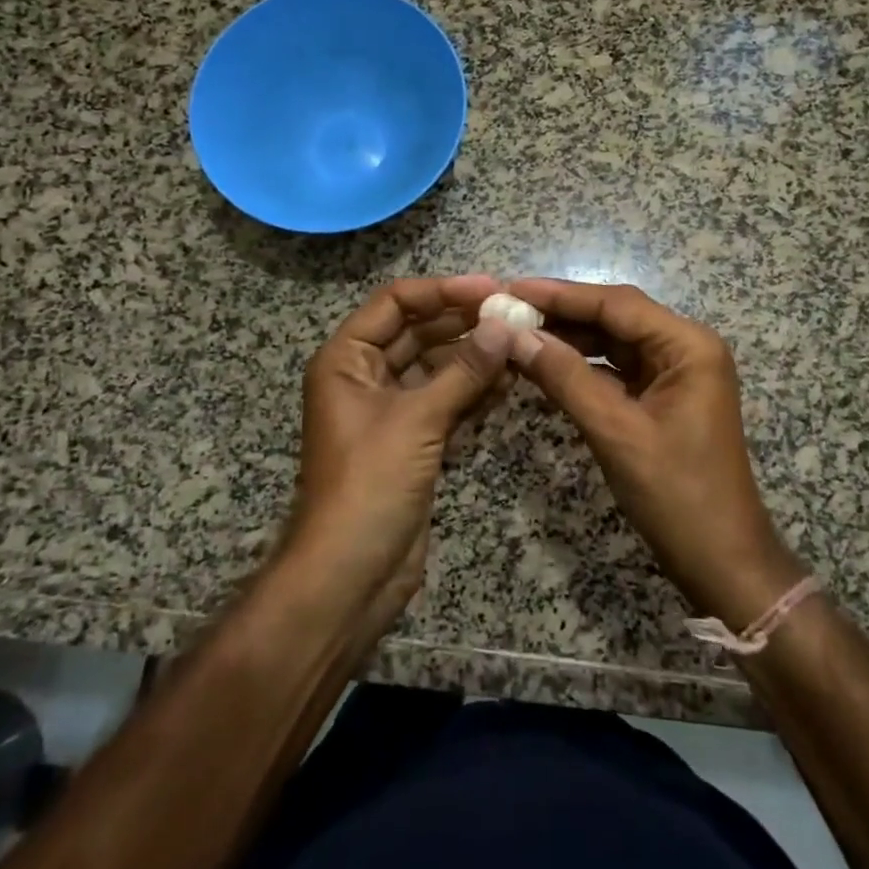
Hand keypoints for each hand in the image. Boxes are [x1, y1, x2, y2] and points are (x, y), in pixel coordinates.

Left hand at [288, 275, 513, 624]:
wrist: (348, 578)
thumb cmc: (369, 486)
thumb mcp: (417, 421)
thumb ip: (464, 371)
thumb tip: (505, 325)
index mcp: (347, 360)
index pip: (395, 303)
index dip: (442, 290)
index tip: (491, 289)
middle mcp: (365, 377)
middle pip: (418, 332)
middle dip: (464, 322)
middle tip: (515, 315)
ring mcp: (390, 411)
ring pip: (437, 367)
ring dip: (475, 356)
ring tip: (521, 344)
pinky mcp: (413, 441)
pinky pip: (446, 401)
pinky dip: (474, 391)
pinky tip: (510, 381)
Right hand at [505, 279, 805, 628]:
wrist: (723, 563)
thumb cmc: (677, 496)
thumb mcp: (616, 433)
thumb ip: (566, 378)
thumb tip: (515, 336)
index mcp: (688, 345)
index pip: (616, 303)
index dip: (561, 294)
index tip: (511, 288)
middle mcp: (685, 349)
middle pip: (615, 317)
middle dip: (562, 314)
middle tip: (506, 310)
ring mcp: (676, 374)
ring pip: (614, 343)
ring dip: (569, 339)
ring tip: (516, 333)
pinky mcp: (664, 399)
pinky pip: (617, 370)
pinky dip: (582, 367)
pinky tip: (545, 365)